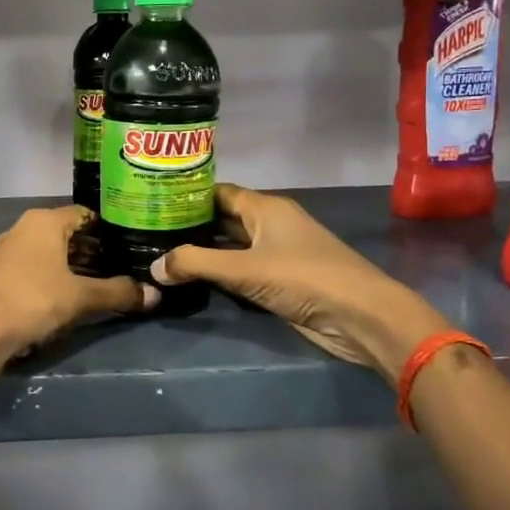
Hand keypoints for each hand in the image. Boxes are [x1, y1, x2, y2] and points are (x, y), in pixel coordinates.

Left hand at [0, 206, 156, 355]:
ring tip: (96, 284)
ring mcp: (7, 248)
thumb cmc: (34, 299)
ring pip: (48, 250)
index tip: (128, 246)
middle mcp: (24, 226)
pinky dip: (50, 275)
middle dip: (91, 249)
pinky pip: (32, 265)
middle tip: (118, 267)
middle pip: (66, 232)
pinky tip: (64, 296)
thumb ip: (117, 293)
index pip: (85, 214)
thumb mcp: (81, 297)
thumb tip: (155, 295)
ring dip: (70, 264)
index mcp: (45, 220)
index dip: (108, 230)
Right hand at [150, 184, 447, 377]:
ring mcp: (277, 253)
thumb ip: (196, 264)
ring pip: (231, 246)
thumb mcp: (244, 269)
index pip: (218, 192)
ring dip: (203, 252)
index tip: (154, 202)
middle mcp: (270, 224)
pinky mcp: (281, 281)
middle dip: (190, 226)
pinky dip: (220, 274)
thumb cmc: (304, 278)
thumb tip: (154, 267)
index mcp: (265, 208)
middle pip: (223, 219)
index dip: (188, 195)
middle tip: (149, 232)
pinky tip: (192, 280)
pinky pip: (242, 271)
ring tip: (161, 255)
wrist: (360, 317)